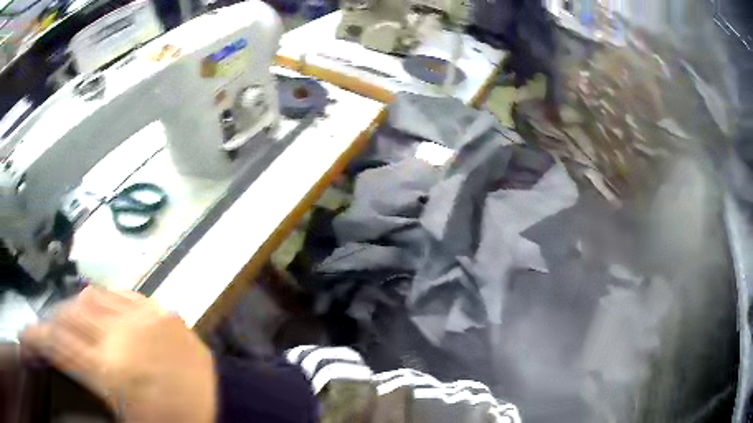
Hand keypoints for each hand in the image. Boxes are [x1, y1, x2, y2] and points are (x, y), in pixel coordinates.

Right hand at [21, 287, 215, 422]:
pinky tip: (101, 309)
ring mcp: (146, 317)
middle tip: (51, 332)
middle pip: (71, 314)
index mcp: (111, 370)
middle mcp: (123, 335)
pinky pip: (123, 294)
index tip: (28, 337)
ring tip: (72, 321)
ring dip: (77, 308)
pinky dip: (105, 300)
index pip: (58, 342)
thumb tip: (63, 357)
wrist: (227, 411)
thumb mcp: (125, 415)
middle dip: (55, 321)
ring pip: (93, 297)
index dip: (37, 337)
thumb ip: (89, 381)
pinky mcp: (165, 312)